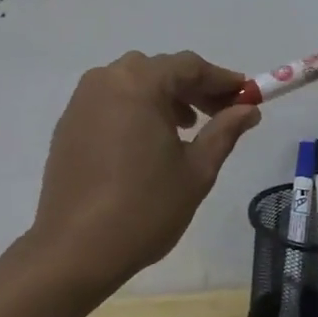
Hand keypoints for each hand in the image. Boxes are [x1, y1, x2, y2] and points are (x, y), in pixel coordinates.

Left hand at [29, 50, 260, 298]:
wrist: (74, 250)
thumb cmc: (144, 208)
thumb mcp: (196, 170)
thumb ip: (224, 131)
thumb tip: (248, 109)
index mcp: (139, 83)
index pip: (189, 66)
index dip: (221, 79)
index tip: (247, 94)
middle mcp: (107, 79)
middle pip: (159, 70)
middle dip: (193, 88)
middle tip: (220, 113)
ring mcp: (82, 100)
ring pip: (132, 82)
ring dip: (163, 97)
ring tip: (185, 129)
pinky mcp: (68, 122)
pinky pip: (110, 101)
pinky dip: (135, 109)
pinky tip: (147, 140)